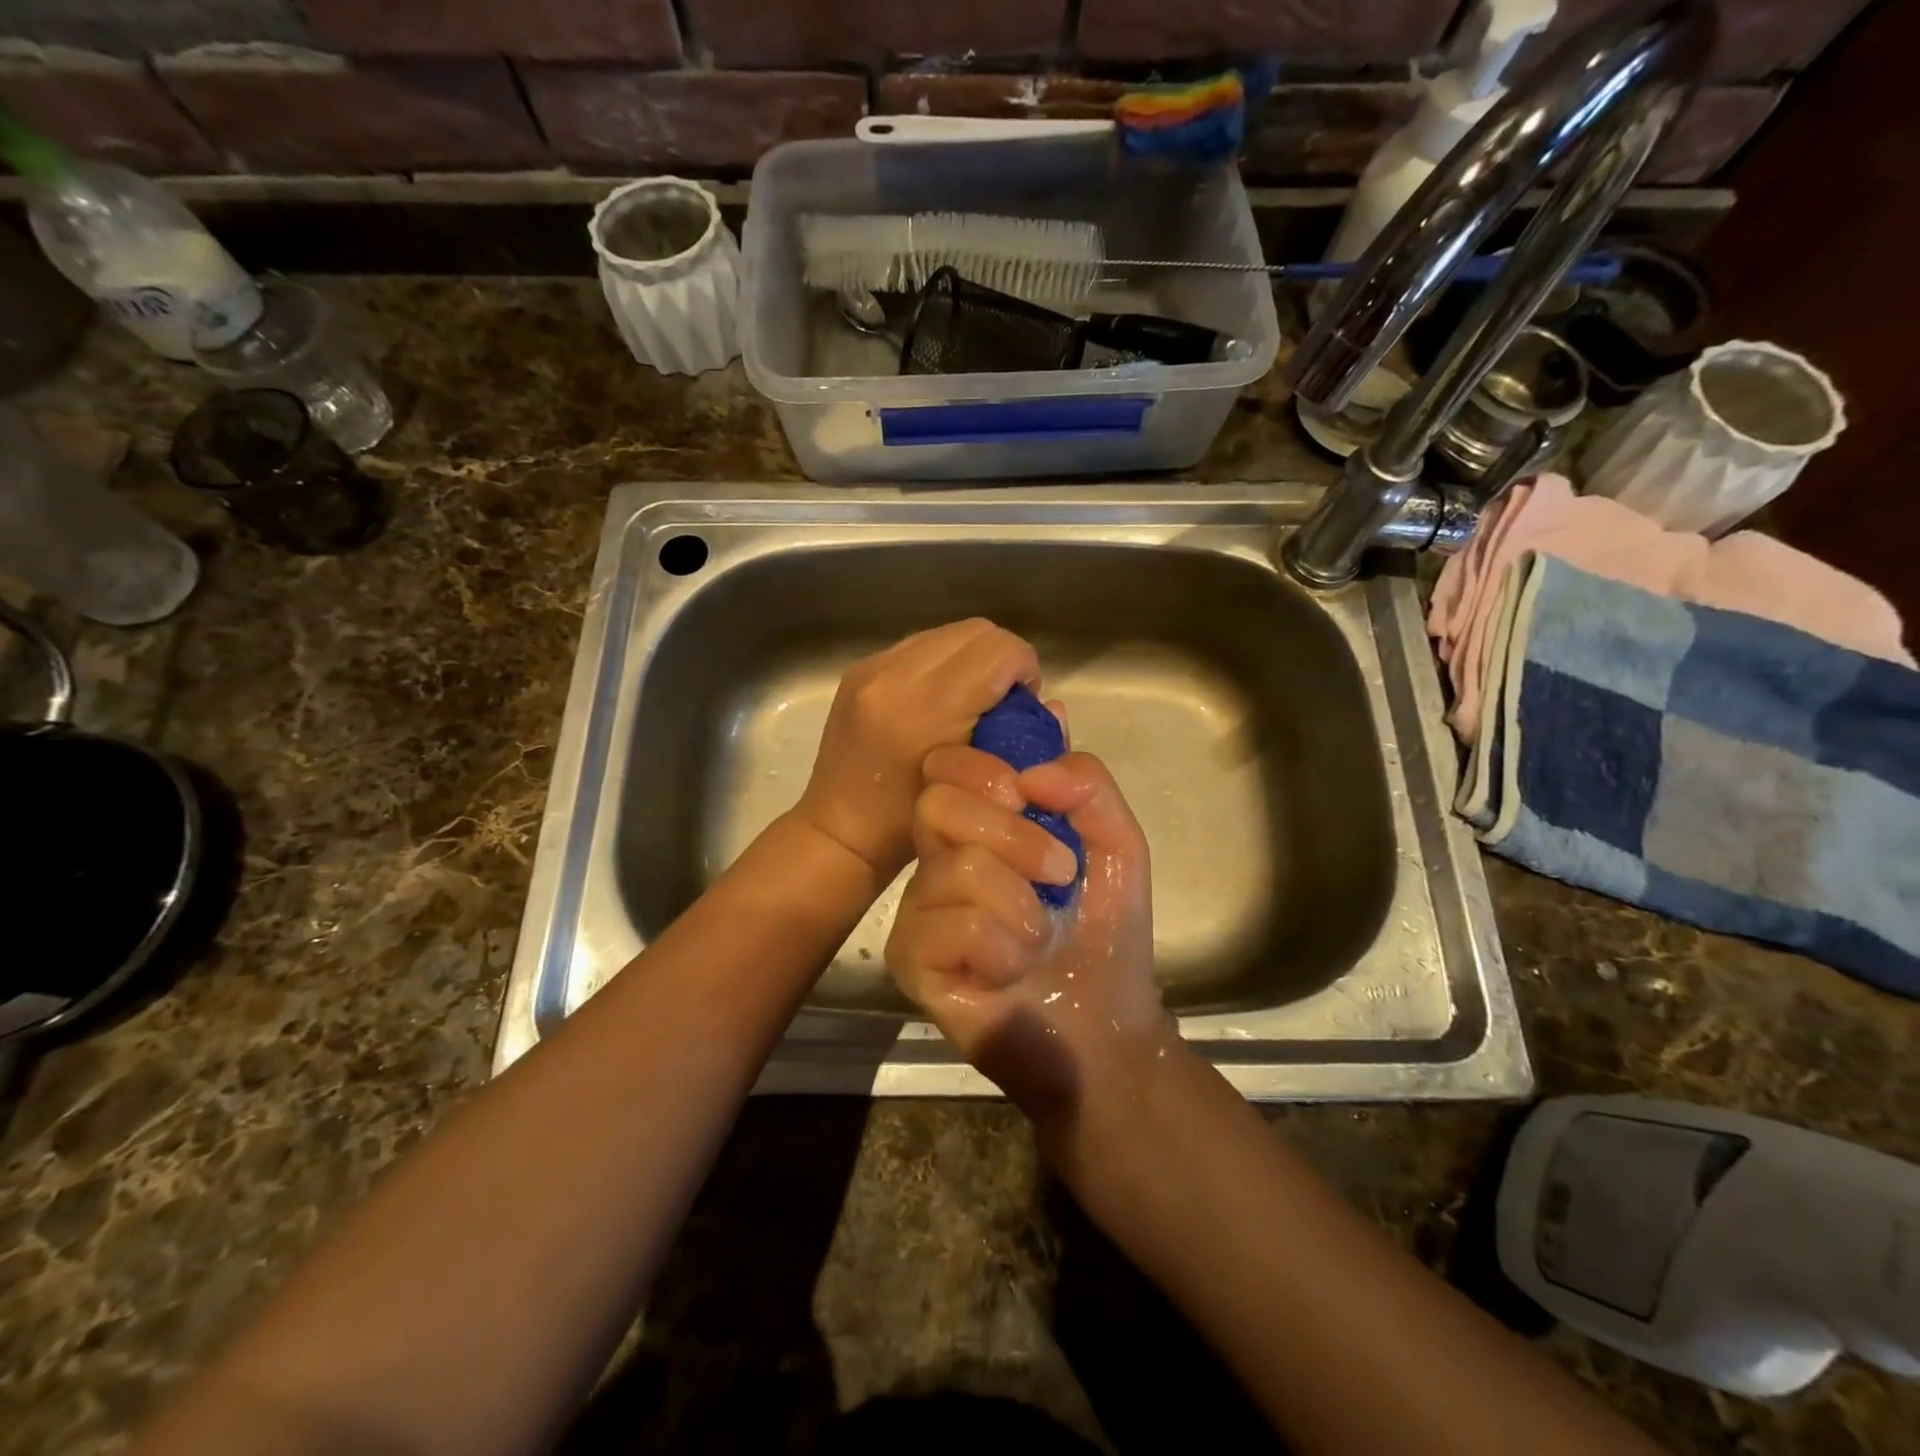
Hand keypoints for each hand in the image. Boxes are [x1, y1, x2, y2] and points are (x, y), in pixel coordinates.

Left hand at [793, 619, 1040, 880]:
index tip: (1023, 704)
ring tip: (970, 700)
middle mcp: (895, 675)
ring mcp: (872, 667)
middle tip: (1001, 702)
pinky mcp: (860, 668)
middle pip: (977, 631)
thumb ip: (1021, 741)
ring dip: (972, 659)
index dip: (1024, 670)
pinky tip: (939, 701)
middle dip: (1001, 660)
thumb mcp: (979, 791)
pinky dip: (943, 664)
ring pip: (949, 633)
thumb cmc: (911, 828)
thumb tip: (1049, 704)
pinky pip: (920, 645)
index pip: (999, 651)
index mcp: (926, 709)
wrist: (839, 832)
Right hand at [885, 743, 1170, 1115]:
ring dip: (1023, 906)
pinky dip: (1004, 948)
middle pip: (938, 803)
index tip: (1027, 798)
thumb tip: (1031, 772)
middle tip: (1059, 874)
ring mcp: (917, 908)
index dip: (983, 768)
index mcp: (978, 824)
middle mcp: (937, 858)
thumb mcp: (1116, 845)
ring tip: (1041, 936)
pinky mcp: (909, 958)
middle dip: (1015, 837)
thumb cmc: (1103, 933)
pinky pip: (955, 926)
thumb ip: (1087, 787)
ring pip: (957, 867)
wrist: (1103, 1029)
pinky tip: (1010, 972)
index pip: (946, 765)